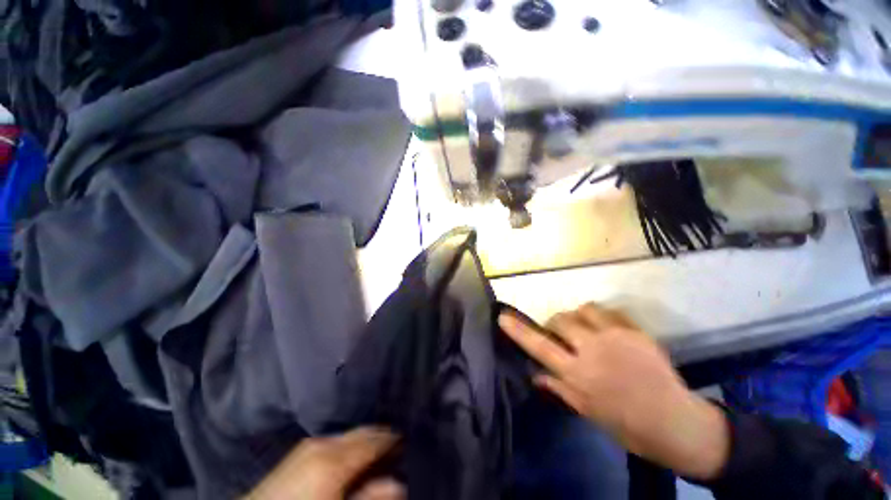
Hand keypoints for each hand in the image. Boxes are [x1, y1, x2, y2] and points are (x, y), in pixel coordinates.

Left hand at [247, 427, 403, 499]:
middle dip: (381, 438)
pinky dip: (350, 445)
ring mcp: (311, 444)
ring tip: (378, 455)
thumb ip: (369, 498)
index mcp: (335, 459)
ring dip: (366, 441)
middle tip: (397, 448)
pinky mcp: (302, 451)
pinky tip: (353, 460)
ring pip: (350, 434)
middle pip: (363, 432)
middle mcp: (325, 443)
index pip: (376, 438)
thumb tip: (399, 484)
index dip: (394, 439)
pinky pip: (336, 440)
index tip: (408, 442)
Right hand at [499, 303, 729, 480]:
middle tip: (561, 334)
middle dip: (554, 323)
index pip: (539, 346)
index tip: (502, 317)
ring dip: (577, 317)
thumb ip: (559, 388)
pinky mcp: (635, 331)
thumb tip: (535, 374)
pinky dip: (601, 317)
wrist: (677, 423)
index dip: (519, 331)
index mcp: (578, 375)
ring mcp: (616, 338)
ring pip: (582, 310)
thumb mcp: (587, 411)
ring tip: (585, 329)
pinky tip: (606, 329)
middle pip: (559, 320)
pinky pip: (608, 312)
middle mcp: (592, 351)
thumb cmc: (627, 425)